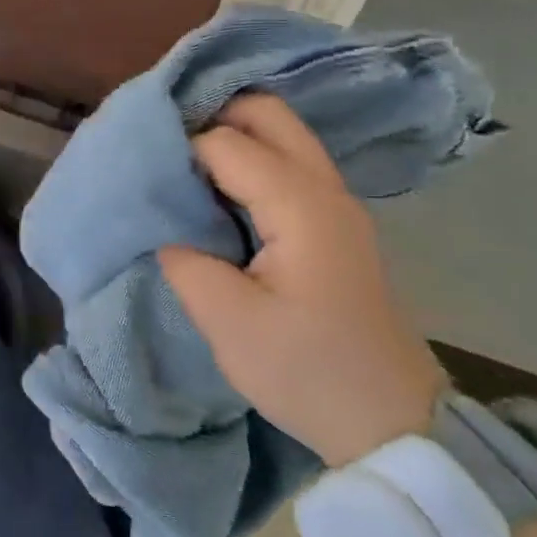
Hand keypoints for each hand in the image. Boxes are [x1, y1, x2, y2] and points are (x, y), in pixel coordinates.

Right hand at [158, 94, 445, 467]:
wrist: (391, 423)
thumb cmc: (307, 371)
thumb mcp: (228, 322)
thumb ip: (185, 261)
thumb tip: (165, 229)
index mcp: (300, 205)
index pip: (227, 142)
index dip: (181, 150)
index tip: (146, 177)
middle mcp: (325, 189)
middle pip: (268, 113)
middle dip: (212, 116)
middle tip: (165, 151)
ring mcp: (336, 205)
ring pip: (282, 136)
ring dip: (232, 137)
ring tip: (183, 169)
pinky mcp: (334, 226)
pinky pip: (288, 166)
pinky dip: (249, 162)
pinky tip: (216, 195)